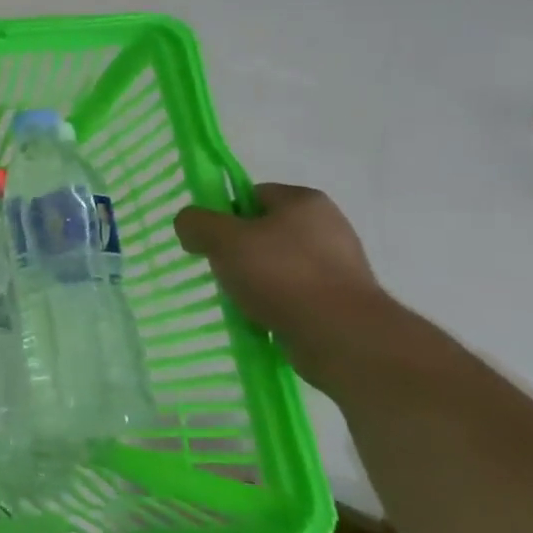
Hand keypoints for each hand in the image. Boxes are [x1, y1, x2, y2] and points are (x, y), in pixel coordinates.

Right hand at [174, 184, 401, 392]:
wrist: (343, 338)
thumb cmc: (282, 275)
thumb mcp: (224, 240)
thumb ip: (197, 223)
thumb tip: (188, 224)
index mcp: (305, 200)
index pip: (252, 194)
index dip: (225, 214)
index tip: (210, 240)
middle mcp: (328, 226)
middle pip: (265, 230)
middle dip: (239, 251)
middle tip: (221, 271)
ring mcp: (341, 266)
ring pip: (279, 265)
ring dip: (257, 281)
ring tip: (241, 301)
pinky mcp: (344, 302)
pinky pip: (297, 295)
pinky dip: (277, 305)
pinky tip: (263, 320)